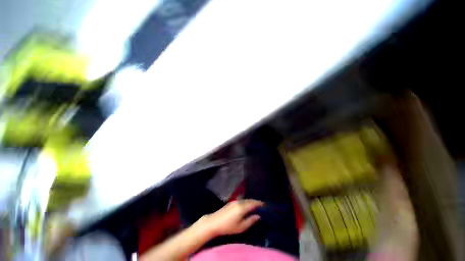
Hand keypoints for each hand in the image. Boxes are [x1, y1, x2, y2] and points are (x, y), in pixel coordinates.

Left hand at [199, 200, 263, 236]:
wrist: (214, 222)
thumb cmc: (228, 226)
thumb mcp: (241, 227)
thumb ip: (251, 221)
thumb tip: (258, 216)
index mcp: (242, 207)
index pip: (253, 203)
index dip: (260, 203)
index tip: (265, 205)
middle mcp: (239, 201)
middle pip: (250, 200)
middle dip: (256, 202)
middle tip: (262, 206)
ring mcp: (234, 201)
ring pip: (245, 200)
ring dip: (251, 202)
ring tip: (255, 206)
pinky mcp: (231, 202)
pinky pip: (242, 200)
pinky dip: (246, 202)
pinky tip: (247, 206)